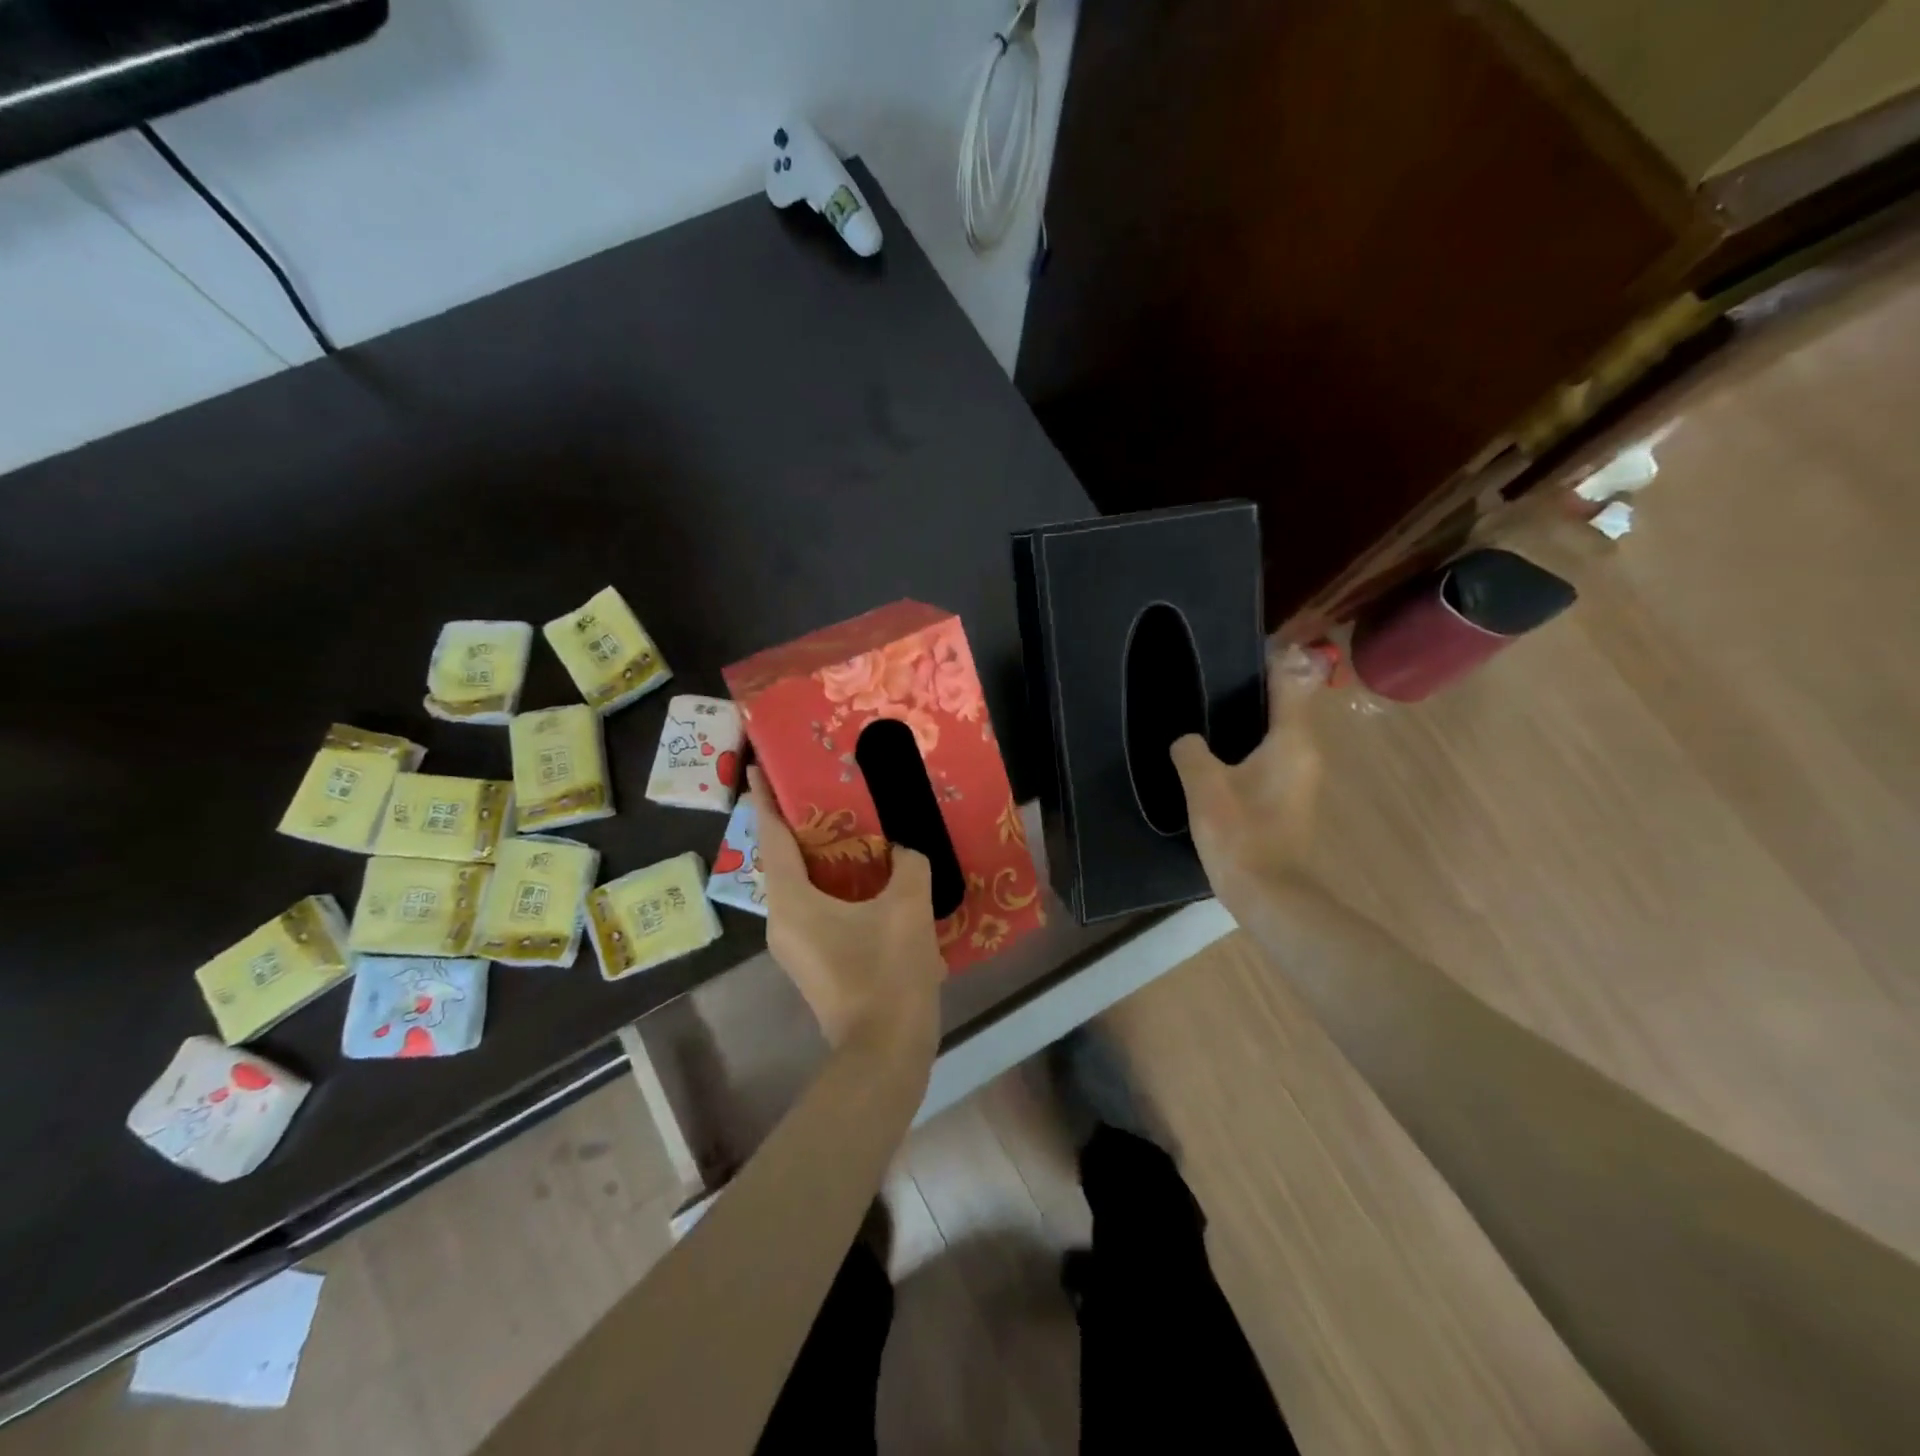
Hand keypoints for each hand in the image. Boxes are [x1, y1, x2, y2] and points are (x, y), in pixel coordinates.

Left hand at [750, 767, 945, 1051]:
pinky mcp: (814, 962)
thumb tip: (903, 852)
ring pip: (802, 886)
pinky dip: (834, 886)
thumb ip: (907, 864)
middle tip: (822, 790)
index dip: (764, 800)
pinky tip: (869, 877)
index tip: (757, 768)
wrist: (885, 1051)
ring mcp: (795, 945)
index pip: (770, 838)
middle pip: (783, 860)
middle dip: (798, 824)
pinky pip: (816, 908)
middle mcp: (781, 920)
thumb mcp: (907, 907)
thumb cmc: (888, 973)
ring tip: (850, 826)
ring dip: (821, 857)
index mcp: (791, 901)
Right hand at [1170, 643, 1324, 908]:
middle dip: (1257, 687)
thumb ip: (1191, 751)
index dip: (1272, 660)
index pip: (1289, 683)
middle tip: (1215, 675)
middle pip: (1286, 706)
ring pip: (1279, 733)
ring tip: (1211, 708)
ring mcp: (1301, 778)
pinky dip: (1251, 744)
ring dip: (1253, 718)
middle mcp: (1305, 753)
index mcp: (1291, 741)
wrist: (1267, 892)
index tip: (1244, 645)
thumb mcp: (1204, 785)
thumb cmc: (1239, 832)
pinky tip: (1220, 752)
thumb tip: (1188, 740)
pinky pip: (1272, 756)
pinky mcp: (1289, 799)